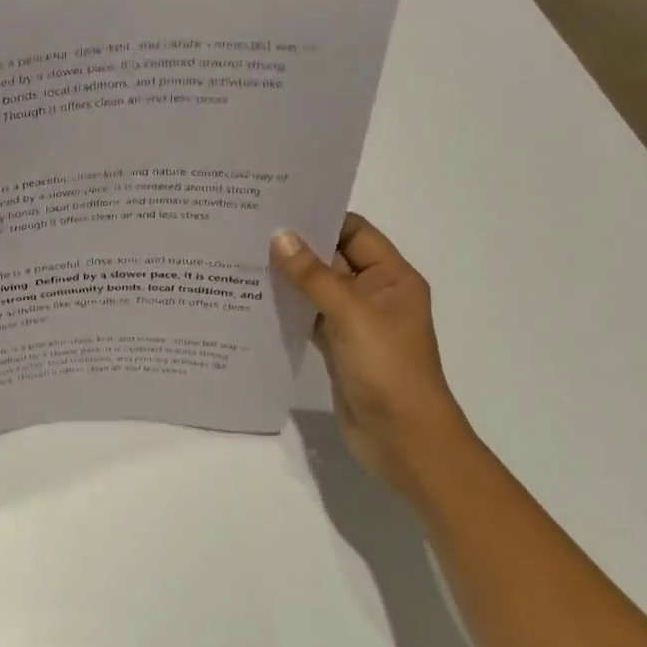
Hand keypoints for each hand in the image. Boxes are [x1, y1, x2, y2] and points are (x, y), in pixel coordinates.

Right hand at [272, 216, 469, 488]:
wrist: (404, 440)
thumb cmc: (387, 369)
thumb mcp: (350, 315)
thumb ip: (313, 275)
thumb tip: (279, 236)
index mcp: (392, 277)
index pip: (354, 232)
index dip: (320, 217)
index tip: (276, 206)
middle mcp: (375, 294)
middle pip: (333, 258)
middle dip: (296, 246)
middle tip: (248, 229)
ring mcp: (355, 322)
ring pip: (317, 289)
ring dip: (288, 277)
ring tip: (242, 257)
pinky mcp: (337, 347)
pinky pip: (309, 317)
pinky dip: (288, 308)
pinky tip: (254, 297)